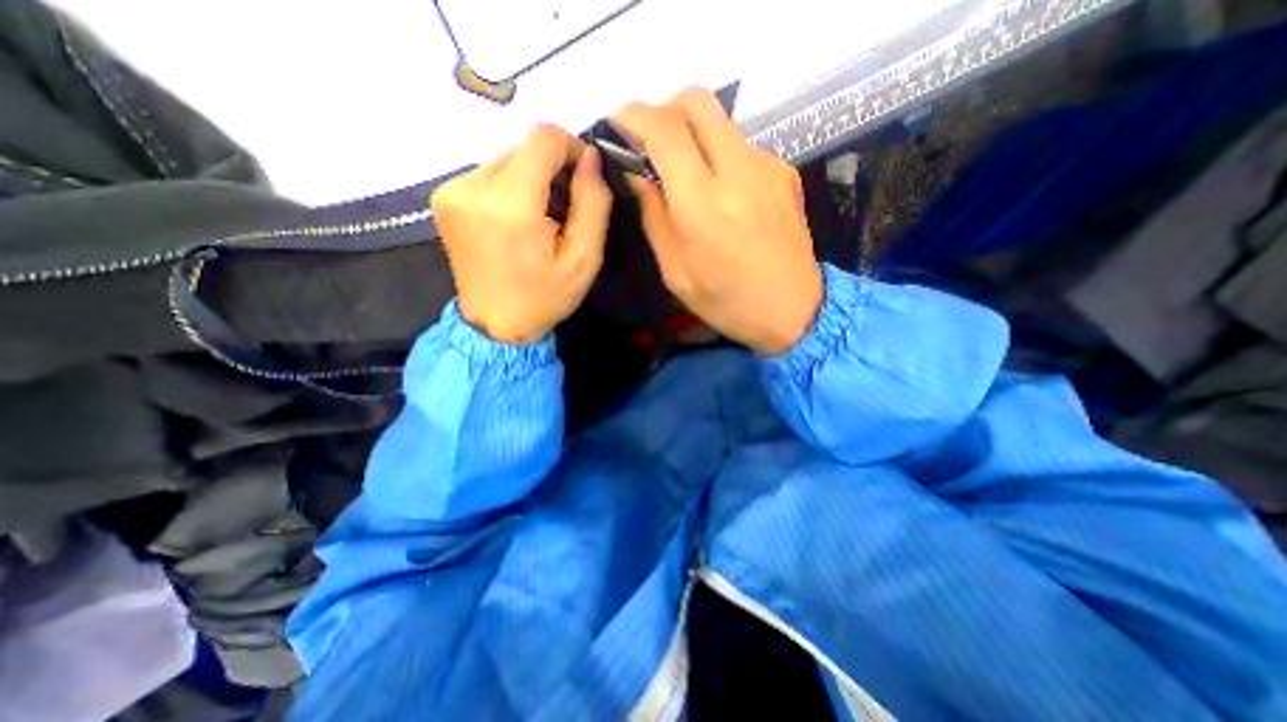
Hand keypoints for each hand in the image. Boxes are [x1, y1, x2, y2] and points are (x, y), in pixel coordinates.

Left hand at [431, 121, 611, 343]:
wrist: (494, 326)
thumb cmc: (544, 298)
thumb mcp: (584, 260)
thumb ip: (593, 204)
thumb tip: (590, 158)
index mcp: (509, 204)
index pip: (543, 138)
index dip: (571, 148)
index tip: (584, 177)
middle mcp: (472, 186)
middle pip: (523, 147)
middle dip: (552, 170)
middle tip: (565, 208)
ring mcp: (452, 190)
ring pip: (506, 159)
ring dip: (531, 180)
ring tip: (541, 219)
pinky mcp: (444, 197)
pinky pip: (488, 174)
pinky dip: (511, 188)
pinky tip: (517, 220)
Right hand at [608, 85, 819, 355]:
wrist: (794, 310)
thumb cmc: (727, 302)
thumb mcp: (676, 272)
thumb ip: (654, 217)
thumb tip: (638, 175)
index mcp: (704, 205)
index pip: (665, 131)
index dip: (635, 116)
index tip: (618, 122)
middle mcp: (739, 171)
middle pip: (697, 101)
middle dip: (664, 109)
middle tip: (650, 141)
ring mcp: (767, 166)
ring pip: (720, 122)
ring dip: (692, 135)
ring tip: (685, 175)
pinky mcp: (785, 171)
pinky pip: (741, 146)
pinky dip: (719, 156)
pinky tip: (720, 192)